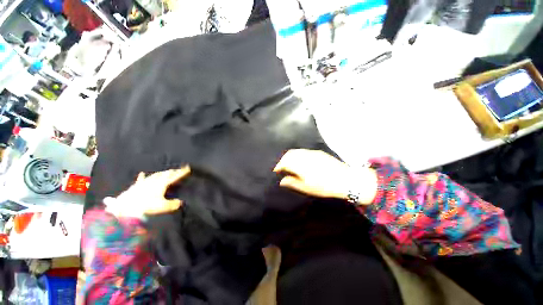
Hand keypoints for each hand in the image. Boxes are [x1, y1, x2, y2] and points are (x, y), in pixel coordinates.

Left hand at [105, 166, 190, 217]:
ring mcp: (145, 182)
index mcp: (162, 184)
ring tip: (166, 172)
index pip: (174, 176)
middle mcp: (154, 180)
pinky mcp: (136, 186)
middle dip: (173, 171)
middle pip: (166, 174)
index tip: (188, 168)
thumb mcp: (163, 206)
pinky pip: (141, 179)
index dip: (182, 172)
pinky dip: (143, 177)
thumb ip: (173, 204)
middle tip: (178, 170)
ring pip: (156, 175)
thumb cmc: (146, 206)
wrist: (125, 208)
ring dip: (162, 173)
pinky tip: (142, 173)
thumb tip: (180, 202)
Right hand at [274, 149, 376, 204]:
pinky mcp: (318, 152)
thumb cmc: (324, 186)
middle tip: (282, 167)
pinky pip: (304, 151)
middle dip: (283, 160)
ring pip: (296, 151)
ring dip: (290, 156)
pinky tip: (300, 161)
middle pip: (289, 154)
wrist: (346, 179)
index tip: (276, 171)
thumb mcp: (306, 187)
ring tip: (290, 164)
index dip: (278, 166)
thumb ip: (292, 182)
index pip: (284, 162)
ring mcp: (312, 153)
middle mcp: (304, 156)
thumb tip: (281, 181)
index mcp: (300, 165)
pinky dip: (298, 155)